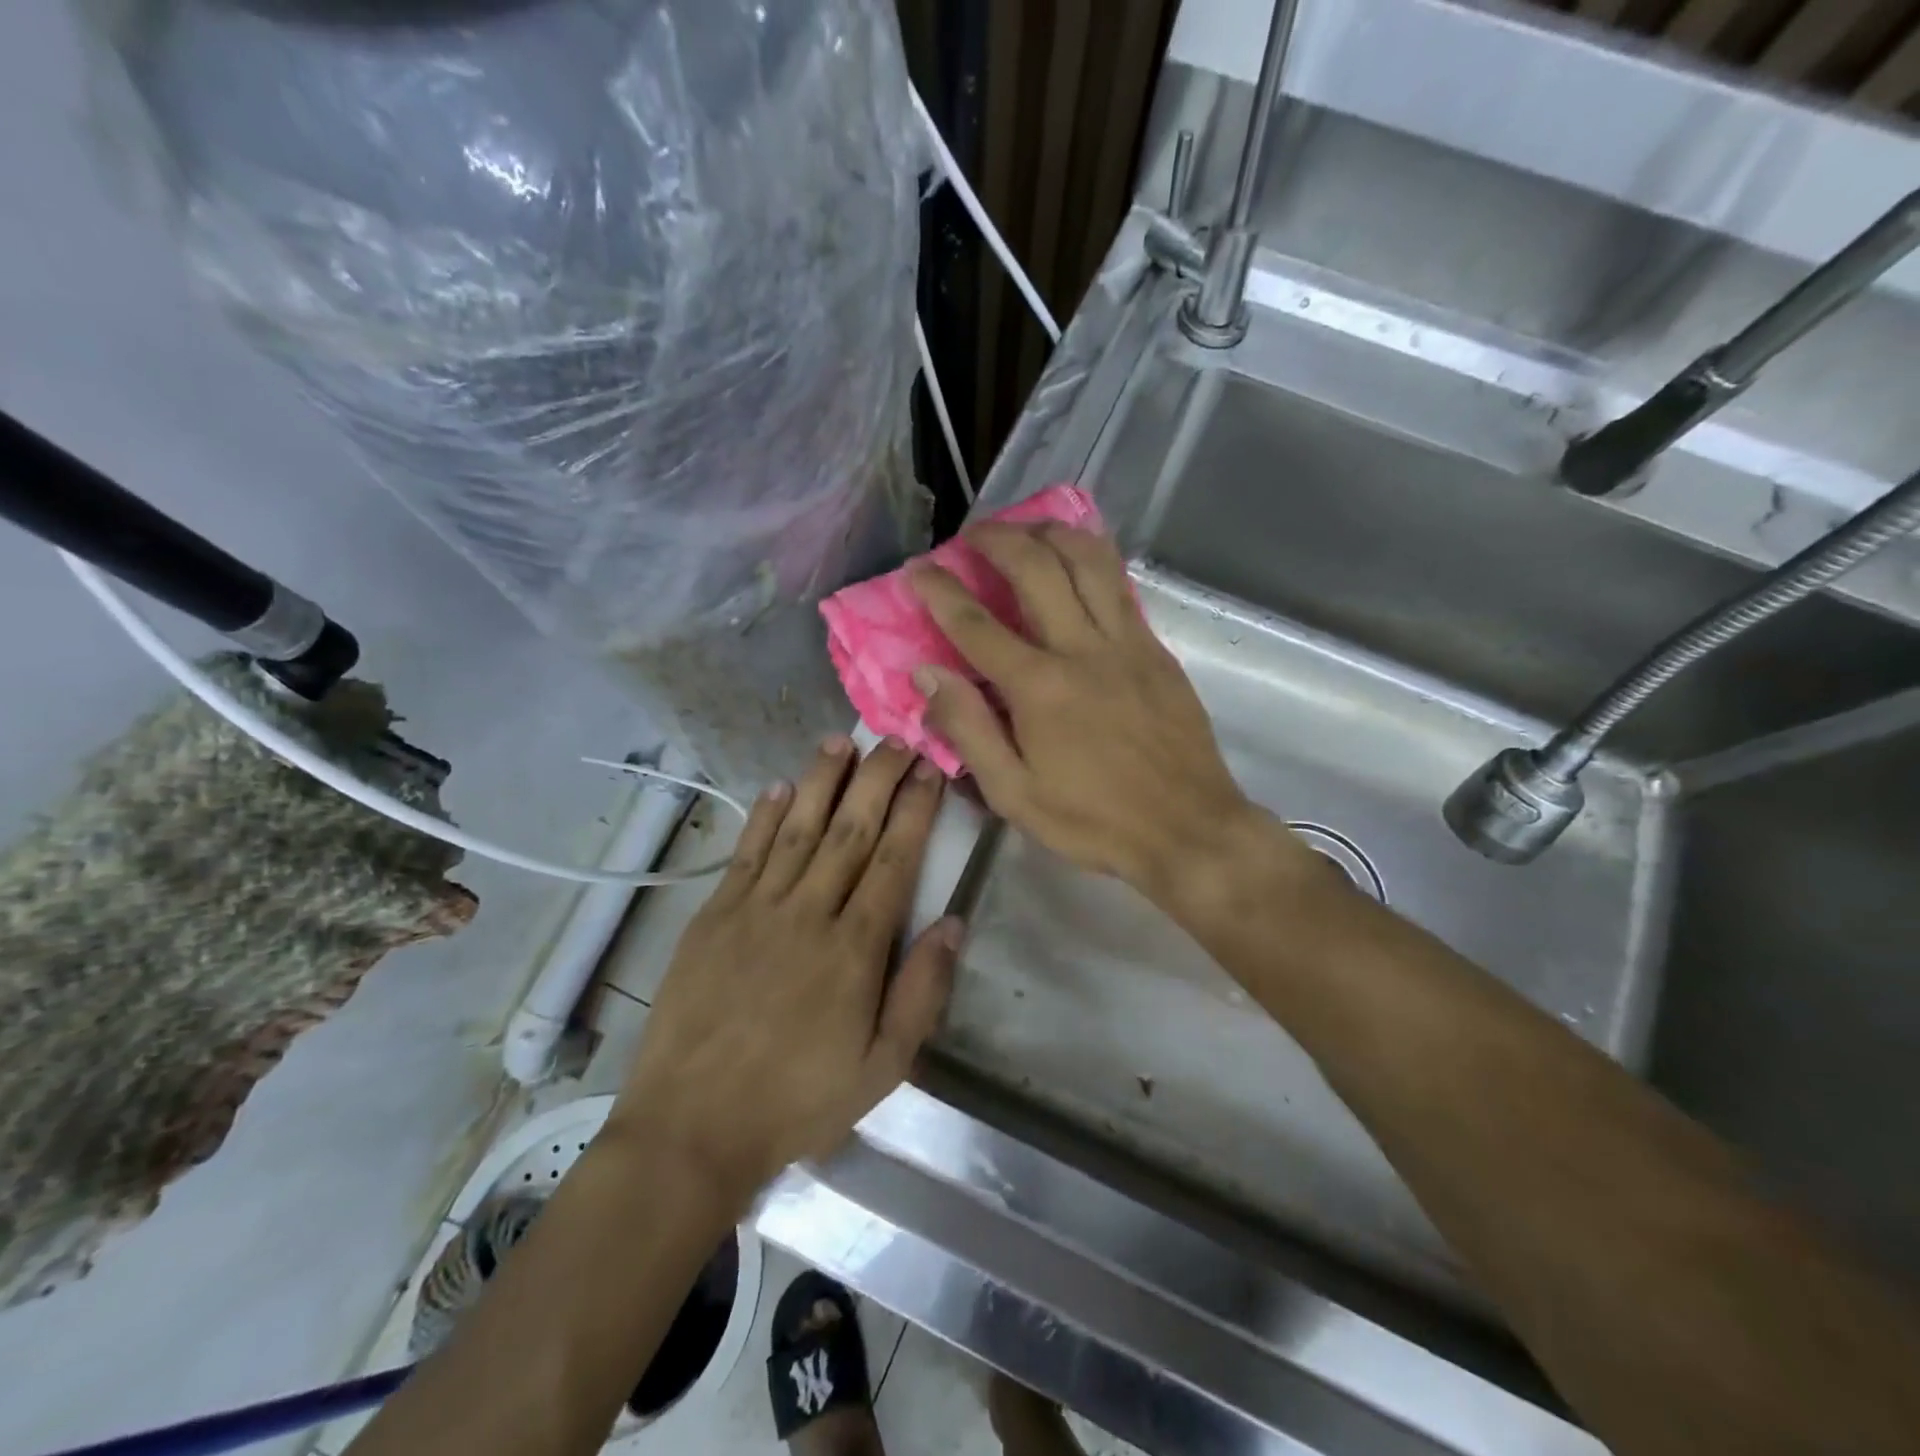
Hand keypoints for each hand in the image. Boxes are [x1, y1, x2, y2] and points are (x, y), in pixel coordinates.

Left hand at [613, 738, 958, 1200]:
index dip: (914, 811)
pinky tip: (779, 787)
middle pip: (849, 830)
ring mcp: (755, 909)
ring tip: (842, 740)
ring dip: (821, 780)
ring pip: (797, 828)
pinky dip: (764, 817)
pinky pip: (746, 854)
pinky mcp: (713, 917)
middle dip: (877, 779)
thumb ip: (922, 991)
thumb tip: (953, 922)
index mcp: (854, 949)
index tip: (929, 772)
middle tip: (896, 739)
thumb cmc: (798, 1102)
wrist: (691, 1129)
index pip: (892, 860)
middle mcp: (807, 913)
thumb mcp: (882, 1067)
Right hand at [908, 521, 1276, 900]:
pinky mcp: (1156, 649)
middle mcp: (1082, 649)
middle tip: (971, 536)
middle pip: (1035, 567)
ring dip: (1051, 532)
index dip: (940, 590)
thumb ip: (969, 730)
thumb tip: (928, 675)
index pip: (975, 624)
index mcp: (1039, 688)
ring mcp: (1127, 642)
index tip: (917, 569)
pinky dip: (1091, 558)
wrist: (1189, 828)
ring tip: (1026, 528)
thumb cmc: (1094, 821)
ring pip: (1088, 559)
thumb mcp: (1015, 794)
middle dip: (996, 539)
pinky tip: (1077, 559)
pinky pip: (1120, 584)